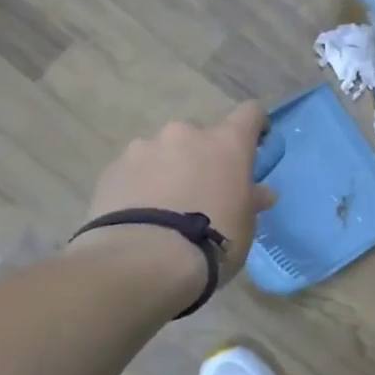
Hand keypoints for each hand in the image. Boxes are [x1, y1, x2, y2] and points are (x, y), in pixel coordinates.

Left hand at [75, 103, 276, 286]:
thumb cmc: (212, 240)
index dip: (255, 127)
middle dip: (203, 156)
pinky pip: (134, 170)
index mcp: (227, 143)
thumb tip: (262, 193)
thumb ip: (251, 200)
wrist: (144, 260)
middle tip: (203, 190)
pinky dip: (140, 184)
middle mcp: (186, 134)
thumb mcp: (245, 225)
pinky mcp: (113, 168)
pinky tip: (139, 214)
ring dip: (169, 168)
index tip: (255, 147)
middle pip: (201, 134)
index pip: (250, 114)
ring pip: (164, 151)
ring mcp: (145, 147)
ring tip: (164, 206)